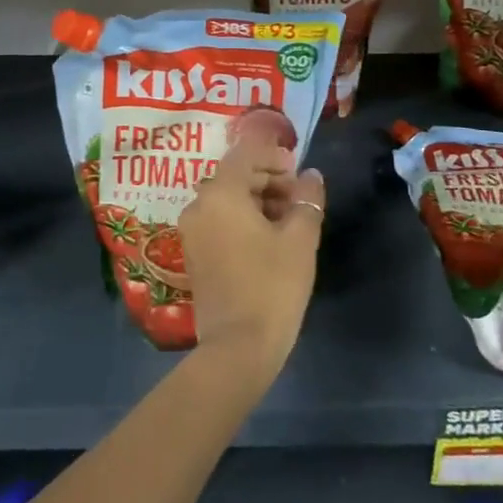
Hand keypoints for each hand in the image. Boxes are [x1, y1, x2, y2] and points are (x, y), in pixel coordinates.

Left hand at [177, 141, 324, 379]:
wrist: (238, 347)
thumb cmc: (272, 285)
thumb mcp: (300, 238)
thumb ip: (307, 199)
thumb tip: (310, 175)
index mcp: (221, 193)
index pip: (246, 155)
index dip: (275, 157)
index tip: (299, 174)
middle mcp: (198, 205)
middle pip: (235, 176)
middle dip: (269, 180)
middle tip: (299, 199)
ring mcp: (192, 231)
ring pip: (227, 200)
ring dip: (257, 200)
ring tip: (289, 221)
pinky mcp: (194, 254)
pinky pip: (219, 221)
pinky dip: (242, 220)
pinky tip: (268, 240)